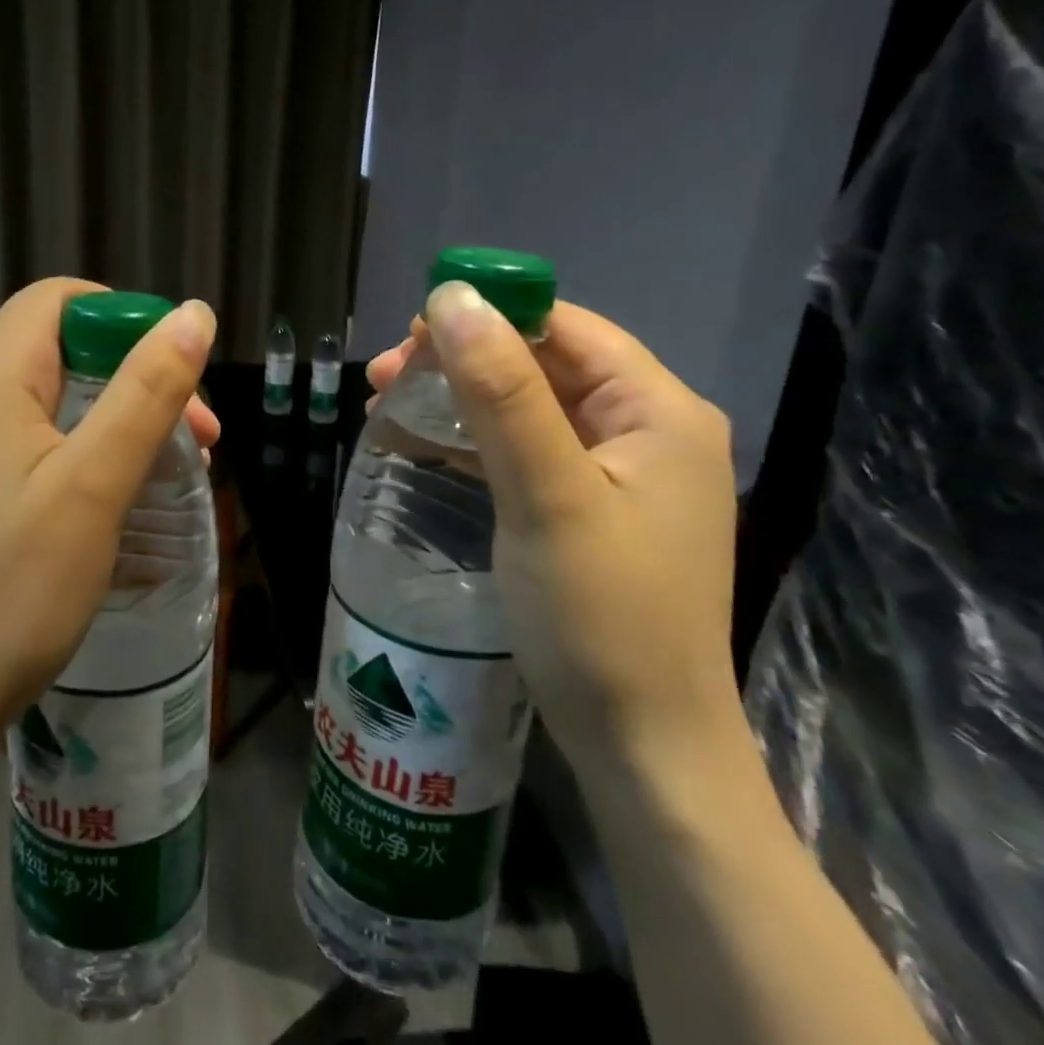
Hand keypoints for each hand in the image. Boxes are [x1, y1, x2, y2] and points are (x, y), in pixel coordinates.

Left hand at [0, 278, 218, 745]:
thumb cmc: (9, 588)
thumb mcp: (94, 483)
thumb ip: (147, 390)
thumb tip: (194, 314)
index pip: (64, 299)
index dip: (131, 323)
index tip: (181, 382)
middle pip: (59, 345)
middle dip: (134, 377)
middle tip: (195, 442)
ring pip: (46, 394)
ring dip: (112, 417)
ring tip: (163, 472)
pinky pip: (23, 436)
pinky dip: (76, 448)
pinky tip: (108, 499)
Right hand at [370, 286, 738, 774]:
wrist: (642, 747)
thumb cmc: (600, 617)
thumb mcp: (545, 495)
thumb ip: (501, 392)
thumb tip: (454, 297)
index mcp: (658, 410)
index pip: (566, 327)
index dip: (488, 315)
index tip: (409, 334)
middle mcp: (649, 430)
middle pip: (545, 363)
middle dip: (462, 360)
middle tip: (384, 376)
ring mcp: (622, 474)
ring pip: (531, 406)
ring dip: (461, 397)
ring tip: (388, 403)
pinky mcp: (594, 509)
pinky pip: (529, 449)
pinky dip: (477, 439)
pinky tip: (429, 442)